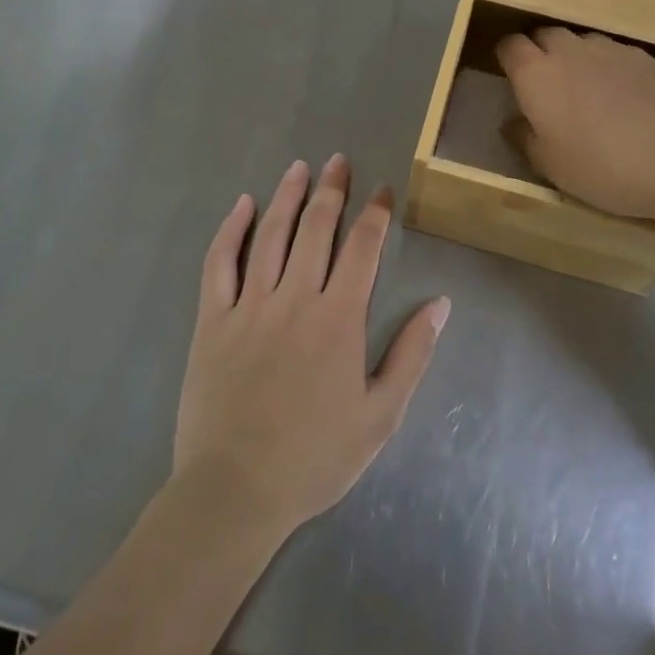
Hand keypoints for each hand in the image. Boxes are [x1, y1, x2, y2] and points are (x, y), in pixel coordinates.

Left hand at [173, 156, 450, 539]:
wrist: (235, 492)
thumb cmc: (315, 457)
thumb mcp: (380, 415)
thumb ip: (411, 355)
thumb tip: (440, 304)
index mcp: (339, 318)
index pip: (363, 248)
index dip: (375, 213)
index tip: (383, 190)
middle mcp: (296, 298)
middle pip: (317, 228)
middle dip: (332, 190)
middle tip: (338, 162)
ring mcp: (250, 305)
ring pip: (271, 235)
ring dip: (287, 196)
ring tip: (299, 168)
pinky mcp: (213, 320)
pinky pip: (220, 263)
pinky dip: (231, 230)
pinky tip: (242, 206)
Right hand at [496, 27, 654, 225]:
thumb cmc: (606, 167)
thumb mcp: (552, 167)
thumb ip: (525, 139)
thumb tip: (513, 121)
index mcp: (537, 74)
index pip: (509, 46)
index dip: (506, 59)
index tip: (510, 80)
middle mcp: (570, 50)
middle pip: (544, 35)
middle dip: (538, 53)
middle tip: (545, 88)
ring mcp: (611, 49)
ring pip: (581, 42)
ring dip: (574, 58)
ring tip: (586, 92)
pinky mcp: (647, 57)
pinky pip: (614, 54)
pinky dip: (608, 68)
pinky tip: (623, 98)